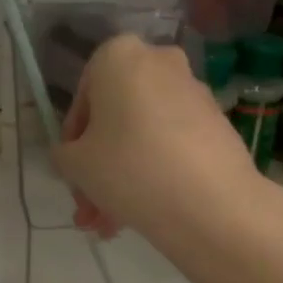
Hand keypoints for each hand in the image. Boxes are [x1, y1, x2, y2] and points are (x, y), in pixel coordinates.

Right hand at [53, 34, 261, 240]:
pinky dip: (154, 172)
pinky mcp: (217, 123)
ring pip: (143, 136)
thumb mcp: (76, 165)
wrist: (212, 203)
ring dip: (122, 178)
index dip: (73, 142)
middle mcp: (159, 62)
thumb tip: (74, 155)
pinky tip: (141, 214)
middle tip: (90, 208)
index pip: (82, 98)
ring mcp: (193, 92)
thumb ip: (64, 154)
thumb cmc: (130, 168)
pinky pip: (171, 145)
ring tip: (110, 226)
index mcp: (119, 56)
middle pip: (116, 119)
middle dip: (99, 168)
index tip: (73, 174)